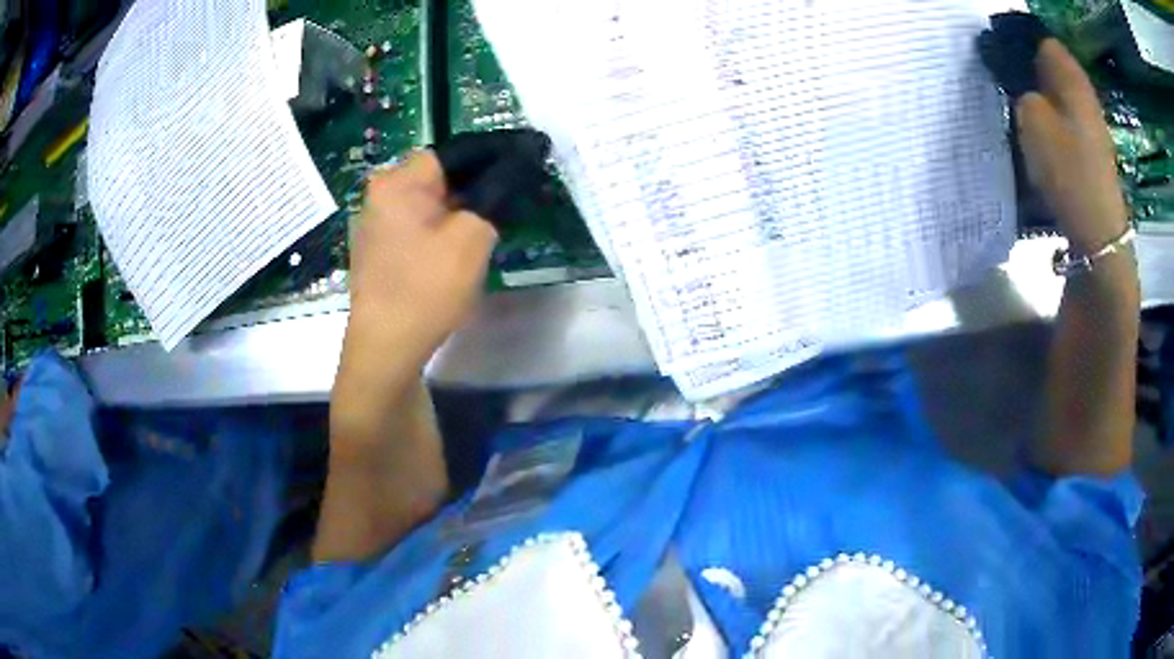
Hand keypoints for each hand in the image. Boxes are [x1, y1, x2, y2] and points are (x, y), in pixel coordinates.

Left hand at [346, 150, 498, 368]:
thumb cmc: (427, 288)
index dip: (495, 156)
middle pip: (441, 175)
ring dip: (460, 209)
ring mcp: (375, 222)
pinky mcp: (378, 247)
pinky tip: (460, 249)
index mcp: (398, 180)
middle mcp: (380, 193)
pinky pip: (418, 223)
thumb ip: (497, 191)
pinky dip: (442, 228)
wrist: (386, 349)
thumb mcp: (472, 236)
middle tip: (513, 201)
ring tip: (491, 226)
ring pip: (430, 201)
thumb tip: (518, 165)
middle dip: (478, 185)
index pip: (456, 151)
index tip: (528, 165)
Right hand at [1016, 39, 1128, 255]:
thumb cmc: (1067, 170)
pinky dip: (1053, 124)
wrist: (1099, 234)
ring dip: (1040, 100)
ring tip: (1022, 117)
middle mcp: (1084, 92)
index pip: (1039, 38)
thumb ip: (1019, 89)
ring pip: (1058, 95)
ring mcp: (1092, 122)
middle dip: (1028, 72)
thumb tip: (1016, 81)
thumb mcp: (1031, 120)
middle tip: (1007, 89)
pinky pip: (1067, 121)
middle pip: (1050, 67)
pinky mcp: (1093, 149)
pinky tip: (1042, 141)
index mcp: (1070, 75)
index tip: (999, 60)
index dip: (1017, 44)